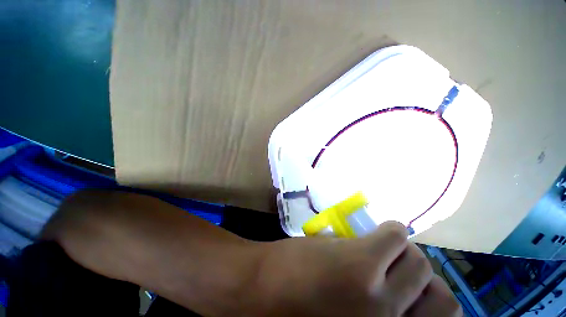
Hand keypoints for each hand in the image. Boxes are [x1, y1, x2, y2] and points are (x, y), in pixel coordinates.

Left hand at [256, 221, 461, 316]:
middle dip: (419, 276)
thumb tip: (400, 292)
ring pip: (420, 261)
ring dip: (403, 252)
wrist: (260, 290)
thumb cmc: (301, 308)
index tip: (412, 289)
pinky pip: (394, 234)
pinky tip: (370, 234)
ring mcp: (378, 295)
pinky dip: (389, 232)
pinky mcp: (361, 262)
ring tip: (379, 248)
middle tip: (396, 267)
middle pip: (442, 294)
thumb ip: (378, 310)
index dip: (429, 300)